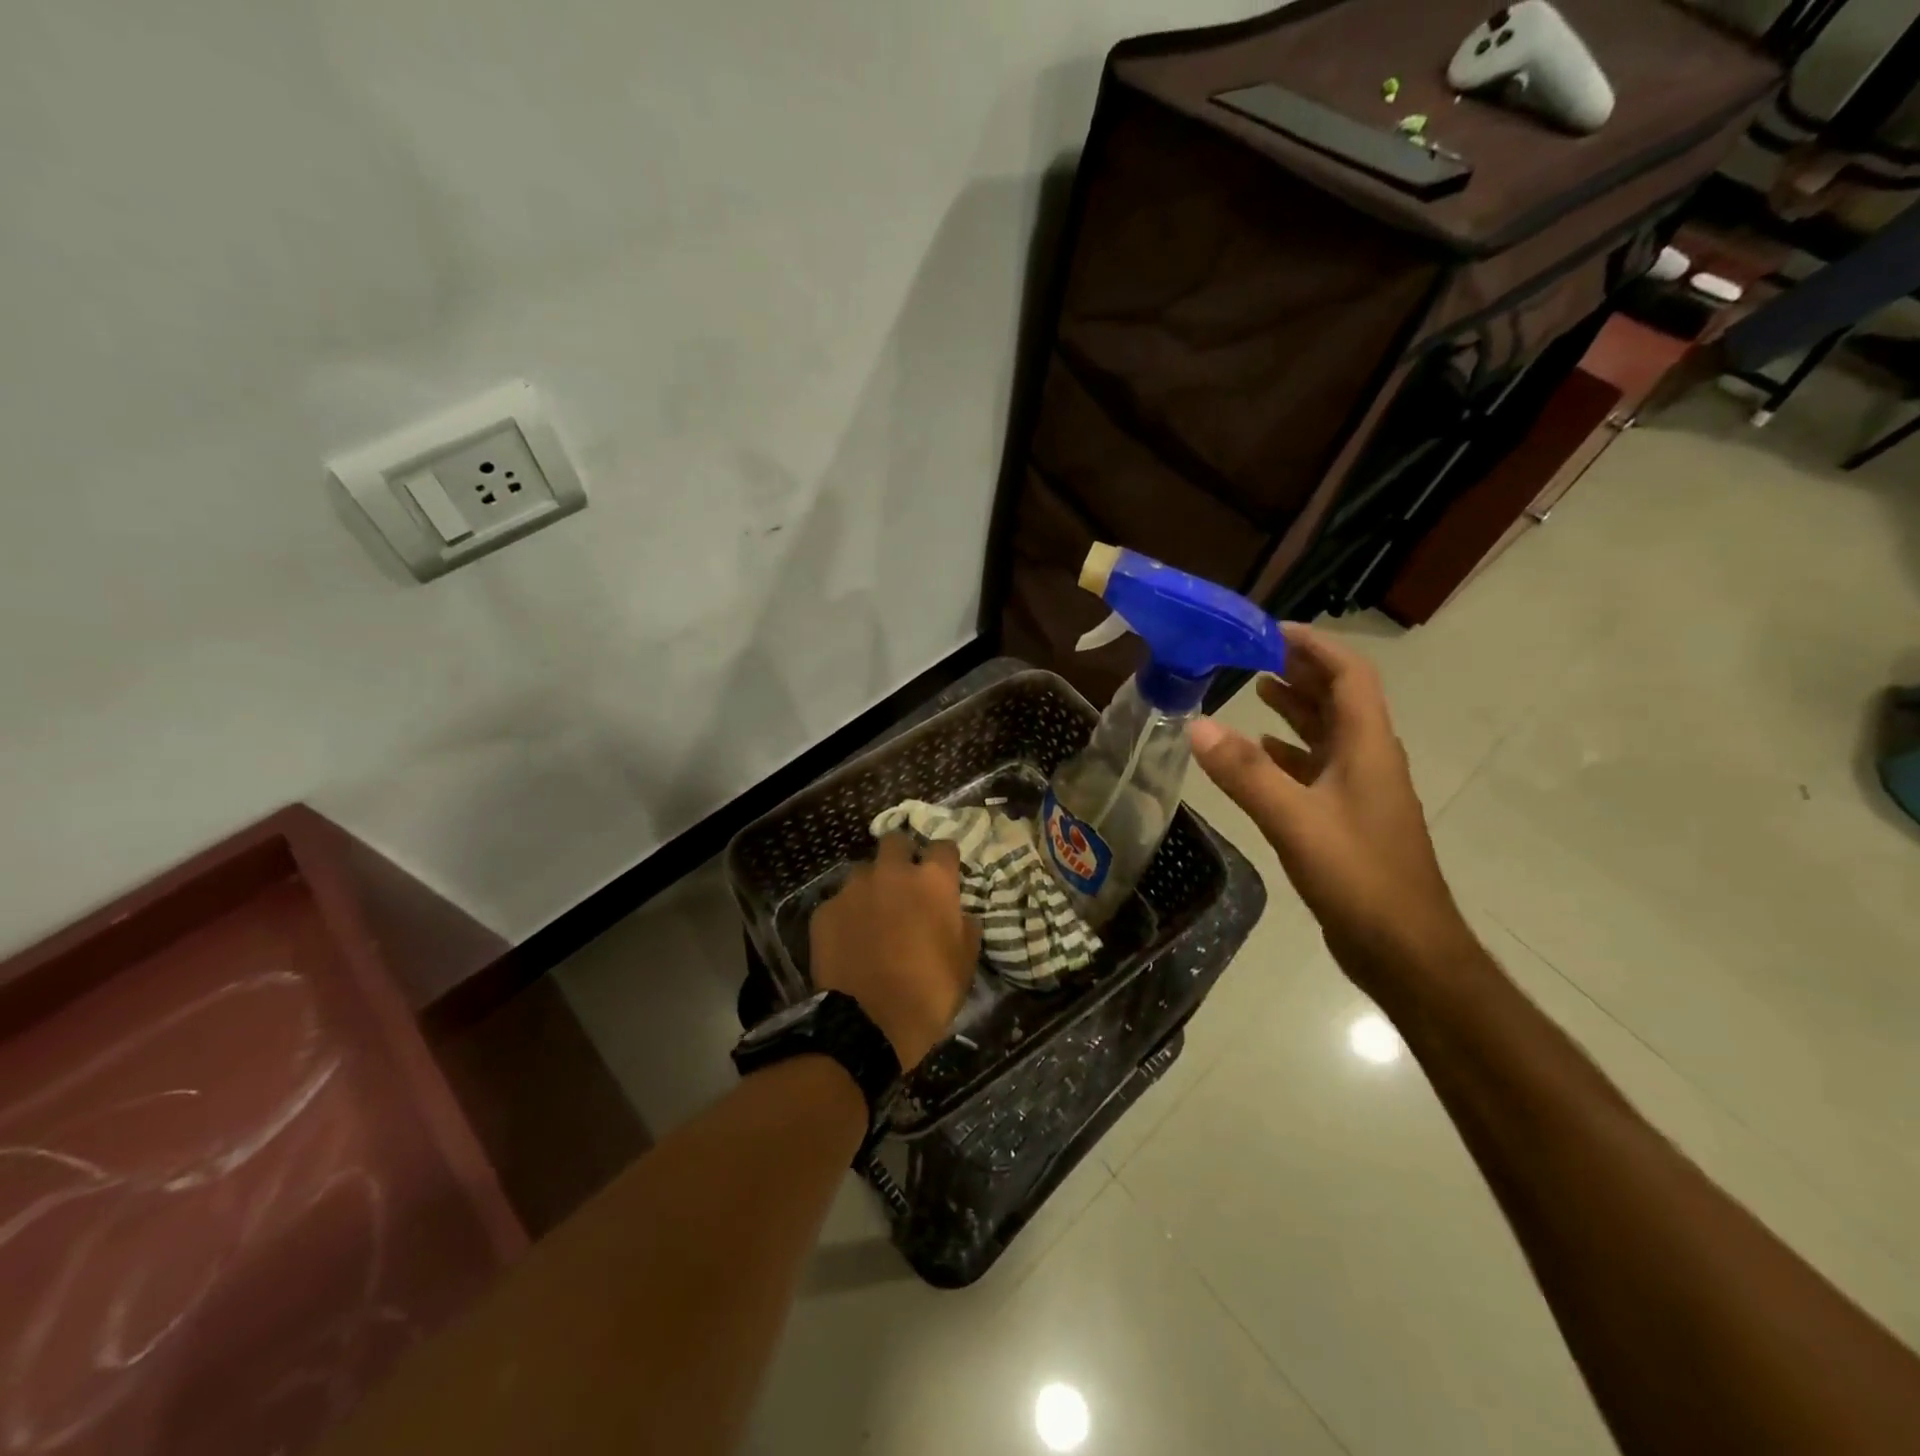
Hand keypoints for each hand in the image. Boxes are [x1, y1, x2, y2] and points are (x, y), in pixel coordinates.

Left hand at [809, 834, 980, 1069]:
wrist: (868, 1024)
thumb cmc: (929, 993)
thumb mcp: (965, 963)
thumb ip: (965, 927)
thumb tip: (961, 913)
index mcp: (932, 881)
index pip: (944, 846)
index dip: (944, 860)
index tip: (944, 875)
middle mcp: (892, 873)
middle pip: (896, 842)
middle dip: (901, 855)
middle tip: (904, 884)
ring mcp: (853, 889)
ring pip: (863, 871)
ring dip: (871, 885)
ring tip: (872, 913)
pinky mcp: (824, 910)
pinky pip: (838, 901)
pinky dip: (846, 914)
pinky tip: (849, 939)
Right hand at [1188, 623, 1472, 994]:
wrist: (1405, 949)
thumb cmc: (1358, 876)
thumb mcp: (1294, 820)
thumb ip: (1245, 773)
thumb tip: (1197, 725)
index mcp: (1367, 747)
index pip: (1349, 675)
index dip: (1315, 646)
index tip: (1271, 629)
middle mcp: (1368, 760)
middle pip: (1339, 698)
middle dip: (1300, 670)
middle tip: (1252, 652)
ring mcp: (1360, 791)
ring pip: (1328, 733)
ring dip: (1296, 707)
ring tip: (1255, 687)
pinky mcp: (1347, 820)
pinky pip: (1317, 769)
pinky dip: (1289, 752)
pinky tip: (1260, 753)